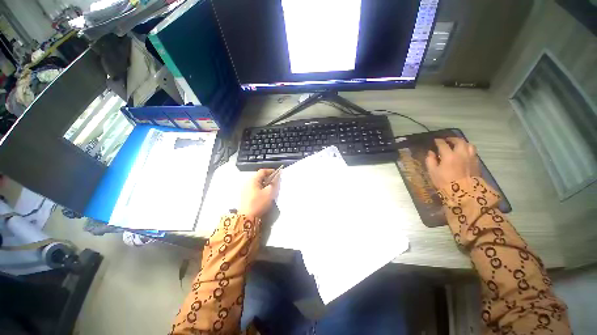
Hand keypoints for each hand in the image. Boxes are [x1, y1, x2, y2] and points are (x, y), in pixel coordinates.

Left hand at [239, 169, 279, 217]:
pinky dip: (260, 188)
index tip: (277, 173)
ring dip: (264, 183)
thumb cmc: (259, 203)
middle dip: (267, 177)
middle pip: (259, 176)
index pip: (262, 171)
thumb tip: (276, 178)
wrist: (246, 217)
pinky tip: (264, 194)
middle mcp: (247, 182)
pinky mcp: (244, 195)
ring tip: (270, 188)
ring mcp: (245, 189)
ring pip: (256, 183)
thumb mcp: (269, 193)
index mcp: (253, 180)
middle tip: (275, 181)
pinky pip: (254, 188)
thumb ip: (273, 184)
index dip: (270, 171)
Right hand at [425, 137, 480, 189]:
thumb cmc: (445, 181)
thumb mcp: (432, 172)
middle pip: (459, 141)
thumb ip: (430, 160)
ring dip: (462, 143)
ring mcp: (471, 157)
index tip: (435, 140)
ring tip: (458, 144)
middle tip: (447, 140)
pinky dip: (468, 149)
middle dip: (452, 139)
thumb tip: (431, 152)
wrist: (463, 192)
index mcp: (449, 155)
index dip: (438, 141)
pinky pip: (473, 151)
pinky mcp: (476, 162)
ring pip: (469, 144)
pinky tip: (464, 152)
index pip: (443, 144)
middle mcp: (461, 153)